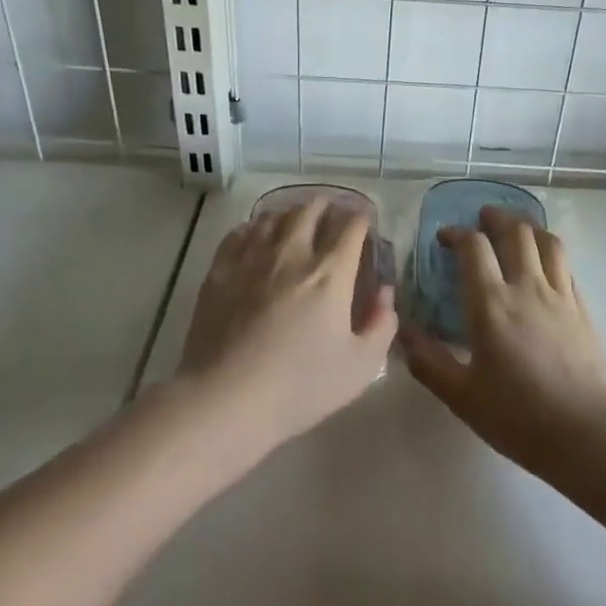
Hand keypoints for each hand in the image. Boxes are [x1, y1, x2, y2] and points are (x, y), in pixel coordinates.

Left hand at [177, 198, 396, 451]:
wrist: (226, 399)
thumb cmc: (299, 387)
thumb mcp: (360, 368)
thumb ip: (382, 325)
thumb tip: (384, 293)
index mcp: (330, 273)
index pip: (350, 226)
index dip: (361, 217)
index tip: (364, 221)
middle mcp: (292, 253)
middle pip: (310, 209)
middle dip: (327, 206)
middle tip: (332, 215)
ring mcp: (252, 258)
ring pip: (273, 216)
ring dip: (290, 213)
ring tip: (295, 221)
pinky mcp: (220, 269)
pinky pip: (239, 232)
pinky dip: (254, 227)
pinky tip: (256, 237)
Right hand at [401, 207, 605, 482]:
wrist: (591, 435)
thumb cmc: (521, 418)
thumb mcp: (463, 397)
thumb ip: (429, 363)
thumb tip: (403, 334)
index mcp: (492, 303)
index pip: (474, 247)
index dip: (457, 233)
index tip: (444, 238)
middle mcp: (527, 287)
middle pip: (515, 231)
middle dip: (495, 217)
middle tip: (482, 219)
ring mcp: (560, 294)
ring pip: (546, 240)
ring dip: (527, 226)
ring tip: (515, 229)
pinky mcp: (583, 308)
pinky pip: (565, 264)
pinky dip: (550, 251)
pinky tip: (544, 264)